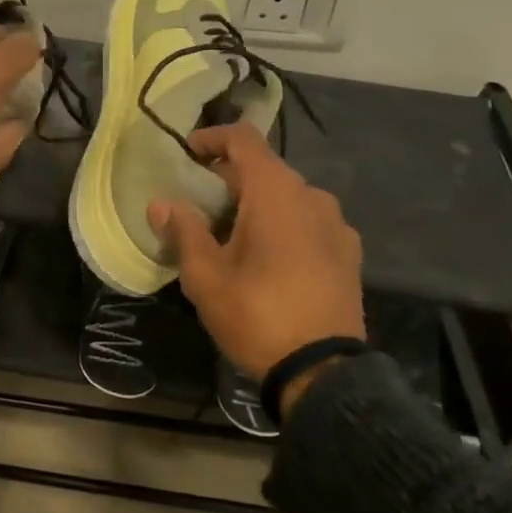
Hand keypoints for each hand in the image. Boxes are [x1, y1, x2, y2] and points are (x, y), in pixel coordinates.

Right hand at [150, 124, 363, 408]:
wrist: (324, 374)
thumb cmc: (257, 315)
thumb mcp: (205, 276)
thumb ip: (183, 231)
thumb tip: (162, 204)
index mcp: (276, 192)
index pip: (243, 139)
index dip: (213, 138)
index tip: (188, 153)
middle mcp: (312, 197)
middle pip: (265, 169)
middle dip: (229, 179)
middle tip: (199, 204)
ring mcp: (337, 225)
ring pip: (288, 197)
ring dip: (257, 203)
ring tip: (232, 235)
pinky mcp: (349, 254)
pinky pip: (309, 222)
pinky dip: (284, 225)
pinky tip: (269, 258)